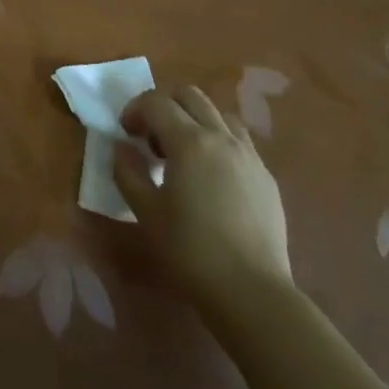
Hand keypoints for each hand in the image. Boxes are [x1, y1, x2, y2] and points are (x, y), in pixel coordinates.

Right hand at [113, 83, 291, 316]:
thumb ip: (127, 171)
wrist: (252, 292)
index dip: (134, 109)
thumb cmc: (190, 250)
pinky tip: (210, 176)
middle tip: (151, 138)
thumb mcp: (145, 210)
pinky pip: (239, 141)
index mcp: (190, 141)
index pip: (156, 101)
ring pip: (219, 114)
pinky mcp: (266, 177)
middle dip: (164, 106)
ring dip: (194, 120)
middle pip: (190, 95)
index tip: (125, 133)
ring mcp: (250, 156)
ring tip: (183, 153)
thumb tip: (122, 147)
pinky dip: (218, 141)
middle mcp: (222, 137)